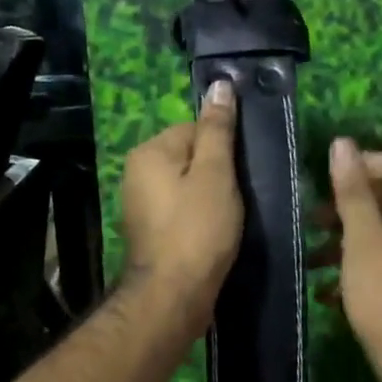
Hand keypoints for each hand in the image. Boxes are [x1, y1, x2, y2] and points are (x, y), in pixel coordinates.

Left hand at [119, 79, 241, 319]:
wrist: (174, 295)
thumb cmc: (198, 229)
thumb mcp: (216, 173)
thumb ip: (218, 130)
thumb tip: (220, 85)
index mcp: (149, 152)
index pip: (195, 129)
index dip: (224, 148)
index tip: (244, 172)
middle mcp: (137, 173)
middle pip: (190, 157)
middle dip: (218, 174)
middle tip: (241, 197)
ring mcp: (141, 205)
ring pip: (188, 186)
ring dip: (212, 197)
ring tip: (231, 218)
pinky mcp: (151, 232)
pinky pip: (182, 210)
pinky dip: (200, 218)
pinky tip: (216, 233)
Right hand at [323, 138, 381, 381]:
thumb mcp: (363, 243)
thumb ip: (353, 194)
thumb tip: (342, 144)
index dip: (363, 165)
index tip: (327, 183)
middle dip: (345, 205)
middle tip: (311, 220)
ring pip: (377, 232)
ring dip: (342, 239)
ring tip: (310, 257)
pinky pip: (378, 260)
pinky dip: (352, 267)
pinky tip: (324, 290)